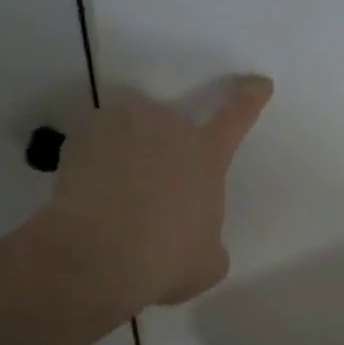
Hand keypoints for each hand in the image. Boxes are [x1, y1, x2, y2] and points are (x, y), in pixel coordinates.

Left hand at [39, 75, 272, 308]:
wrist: (98, 256)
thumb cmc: (166, 259)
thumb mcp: (208, 262)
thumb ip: (209, 239)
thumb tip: (197, 240)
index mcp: (207, 155)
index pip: (238, 115)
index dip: (250, 97)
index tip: (260, 83)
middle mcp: (170, 128)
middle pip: (173, 121)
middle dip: (167, 145)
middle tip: (153, 184)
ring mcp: (125, 125)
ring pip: (131, 122)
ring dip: (129, 142)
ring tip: (117, 180)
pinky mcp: (83, 135)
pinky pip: (94, 138)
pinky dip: (94, 156)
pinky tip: (88, 188)